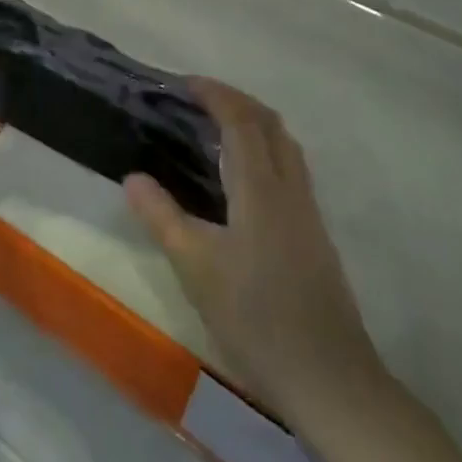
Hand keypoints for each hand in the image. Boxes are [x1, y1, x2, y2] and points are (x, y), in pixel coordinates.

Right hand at [125, 79, 385, 423]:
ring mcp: (308, 212)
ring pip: (285, 146)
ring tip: (218, 130)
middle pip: (269, 123)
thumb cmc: (255, 317)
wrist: (329, 378)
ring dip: (254, 124)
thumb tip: (133, 176)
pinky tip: (244, 180)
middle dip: (236, 101)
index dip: (214, 94)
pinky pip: (290, 169)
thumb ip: (162, 216)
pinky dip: (265, 151)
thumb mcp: (195, 267)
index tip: (185, 83)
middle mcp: (290, 188)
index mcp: (260, 188)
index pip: (240, 120)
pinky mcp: (315, 235)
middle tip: (199, 100)